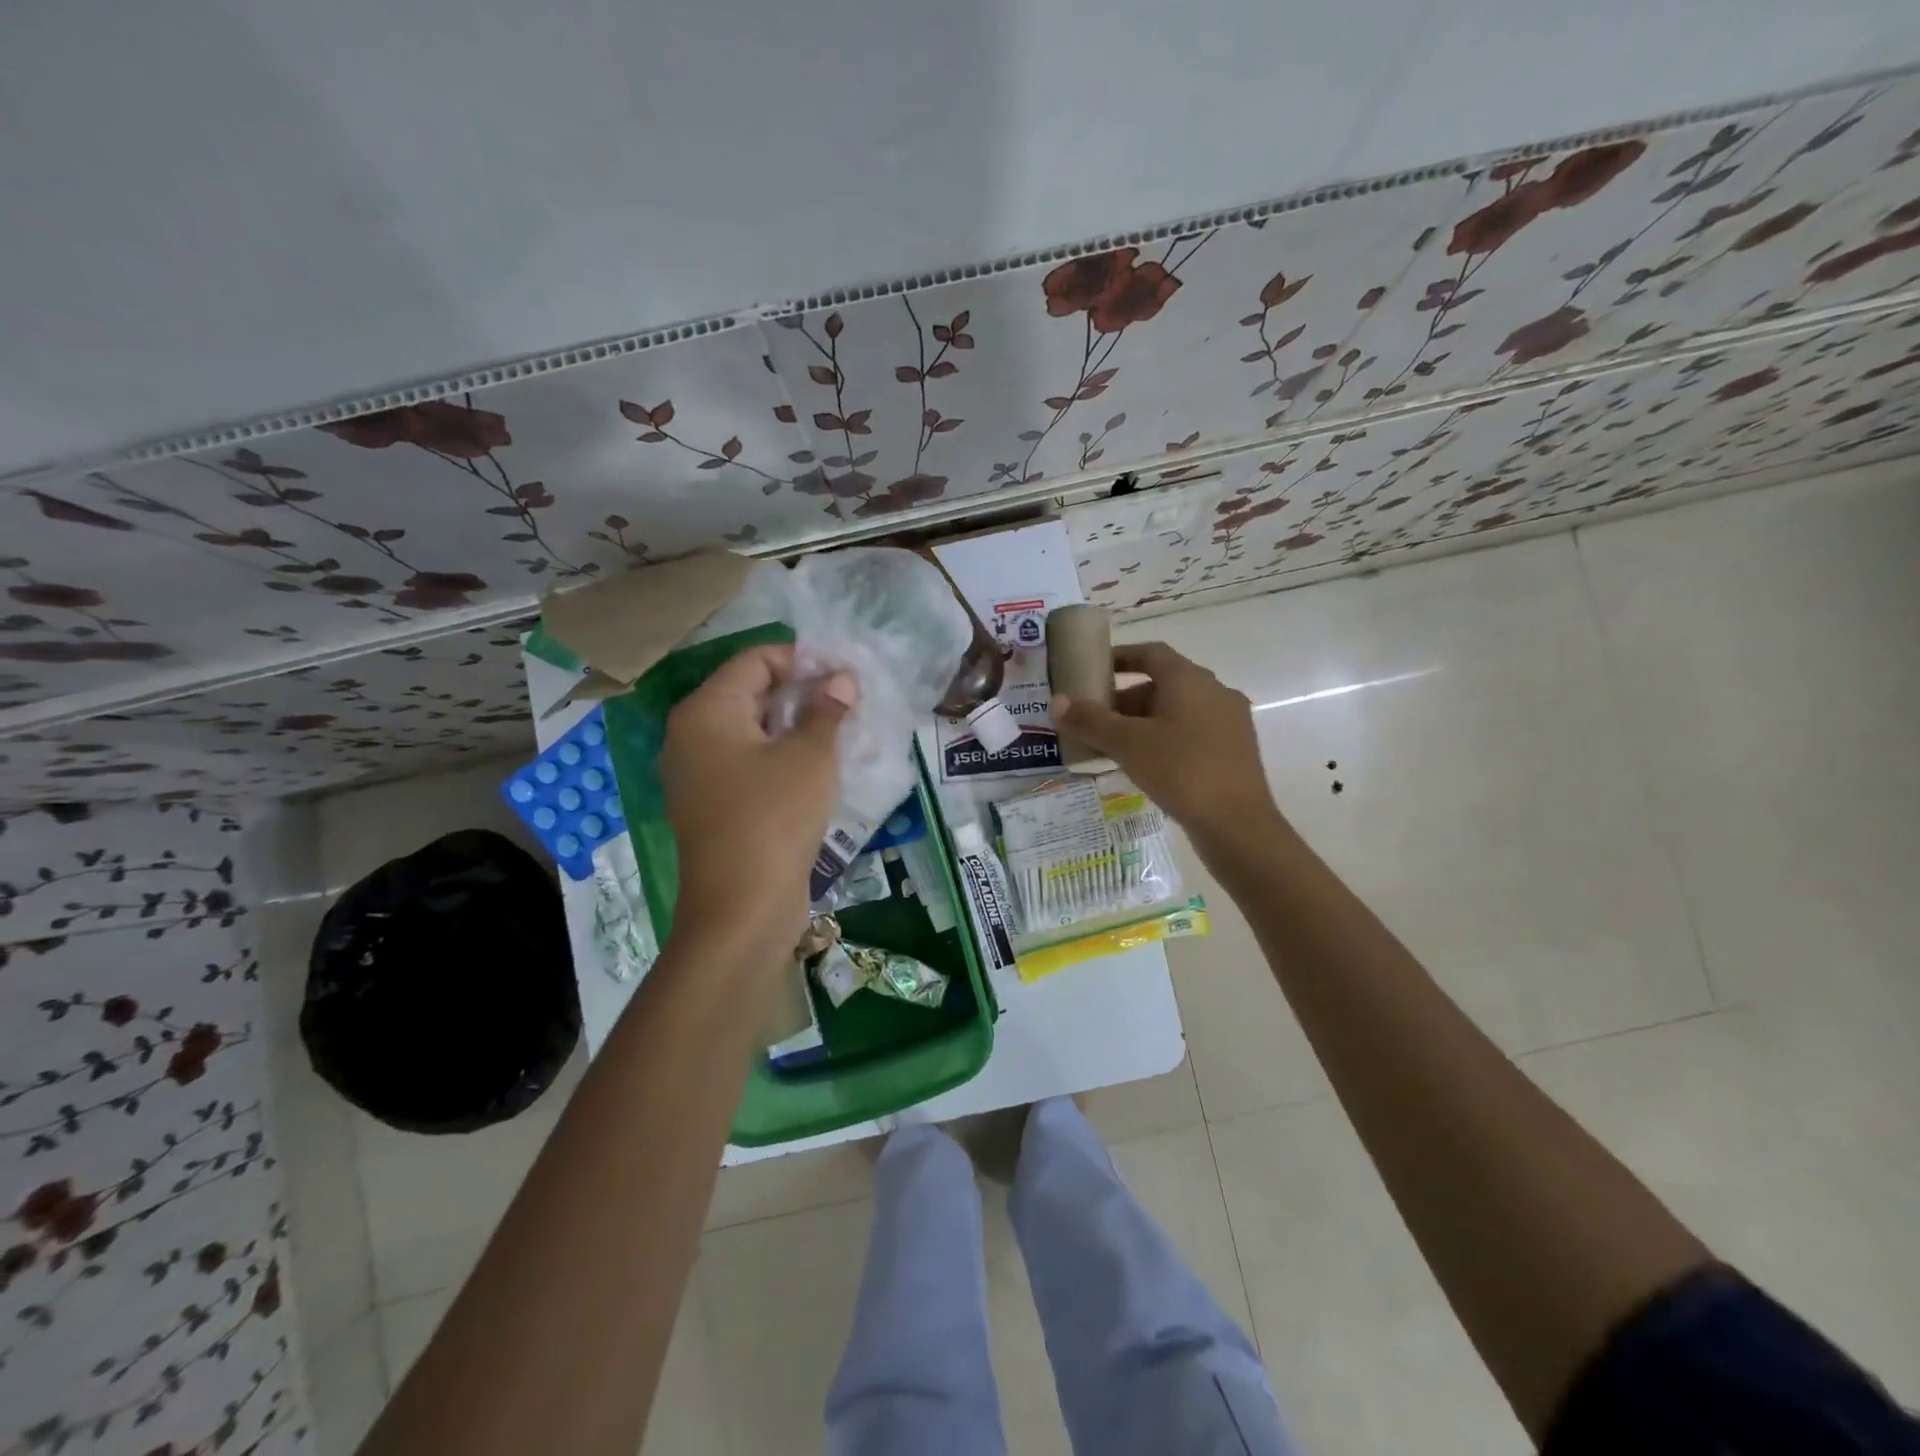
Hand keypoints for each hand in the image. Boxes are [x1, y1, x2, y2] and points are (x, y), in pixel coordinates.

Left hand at [660, 643, 856, 956]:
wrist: (741, 908)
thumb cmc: (774, 818)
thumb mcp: (810, 757)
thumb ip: (826, 710)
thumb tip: (840, 680)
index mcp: (706, 711)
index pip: (755, 661)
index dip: (802, 659)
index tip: (846, 672)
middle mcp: (691, 735)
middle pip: (750, 693)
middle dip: (801, 692)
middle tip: (849, 700)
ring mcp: (698, 773)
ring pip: (751, 731)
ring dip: (794, 726)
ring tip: (841, 730)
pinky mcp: (711, 805)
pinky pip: (747, 763)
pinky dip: (780, 756)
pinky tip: (818, 766)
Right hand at [1054, 641, 1281, 846]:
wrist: (1237, 824)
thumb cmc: (1181, 771)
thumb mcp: (1128, 744)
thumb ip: (1090, 720)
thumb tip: (1057, 701)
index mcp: (1190, 680)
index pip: (1151, 653)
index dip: (1120, 657)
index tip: (1093, 670)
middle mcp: (1214, 692)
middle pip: (1163, 683)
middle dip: (1126, 698)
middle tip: (1095, 718)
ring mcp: (1229, 721)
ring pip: (1177, 710)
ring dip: (1144, 721)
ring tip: (1113, 745)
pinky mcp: (1234, 750)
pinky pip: (1191, 732)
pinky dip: (1165, 738)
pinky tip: (1146, 765)